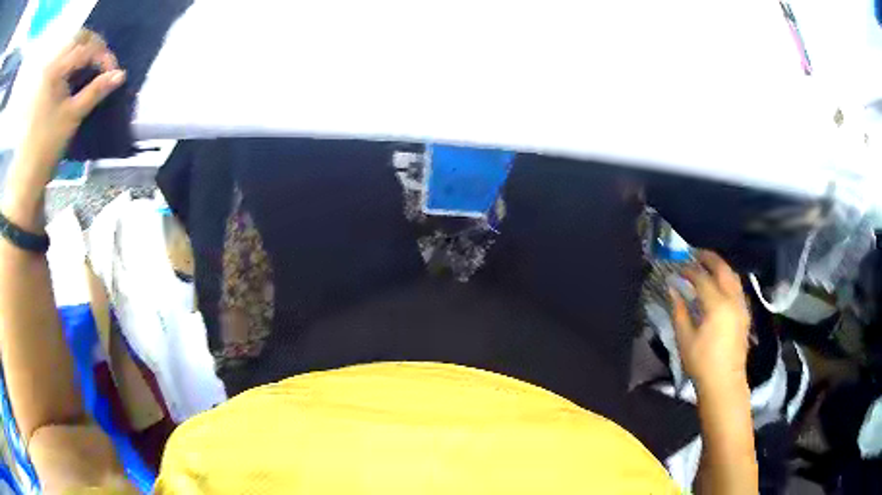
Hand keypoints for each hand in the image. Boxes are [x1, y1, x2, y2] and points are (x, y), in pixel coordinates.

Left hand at [15, 30, 124, 181]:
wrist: (26, 175)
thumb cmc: (47, 146)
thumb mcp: (73, 116)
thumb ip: (96, 90)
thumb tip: (121, 75)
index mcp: (55, 69)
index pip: (86, 48)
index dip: (103, 56)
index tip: (114, 72)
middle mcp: (50, 64)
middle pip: (78, 38)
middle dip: (94, 46)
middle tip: (103, 63)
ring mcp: (45, 74)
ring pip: (70, 47)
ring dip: (83, 52)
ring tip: (91, 68)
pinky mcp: (42, 84)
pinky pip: (61, 60)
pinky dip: (72, 62)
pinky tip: (76, 74)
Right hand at [670, 250, 750, 390]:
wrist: (724, 383)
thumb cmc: (702, 363)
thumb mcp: (685, 339)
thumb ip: (679, 310)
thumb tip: (672, 289)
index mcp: (717, 305)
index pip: (702, 278)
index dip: (689, 270)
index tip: (678, 268)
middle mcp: (732, 300)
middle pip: (723, 269)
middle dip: (709, 258)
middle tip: (695, 254)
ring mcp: (741, 306)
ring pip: (733, 277)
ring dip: (721, 267)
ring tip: (708, 266)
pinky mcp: (745, 314)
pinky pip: (737, 288)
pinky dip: (728, 279)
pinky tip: (720, 285)